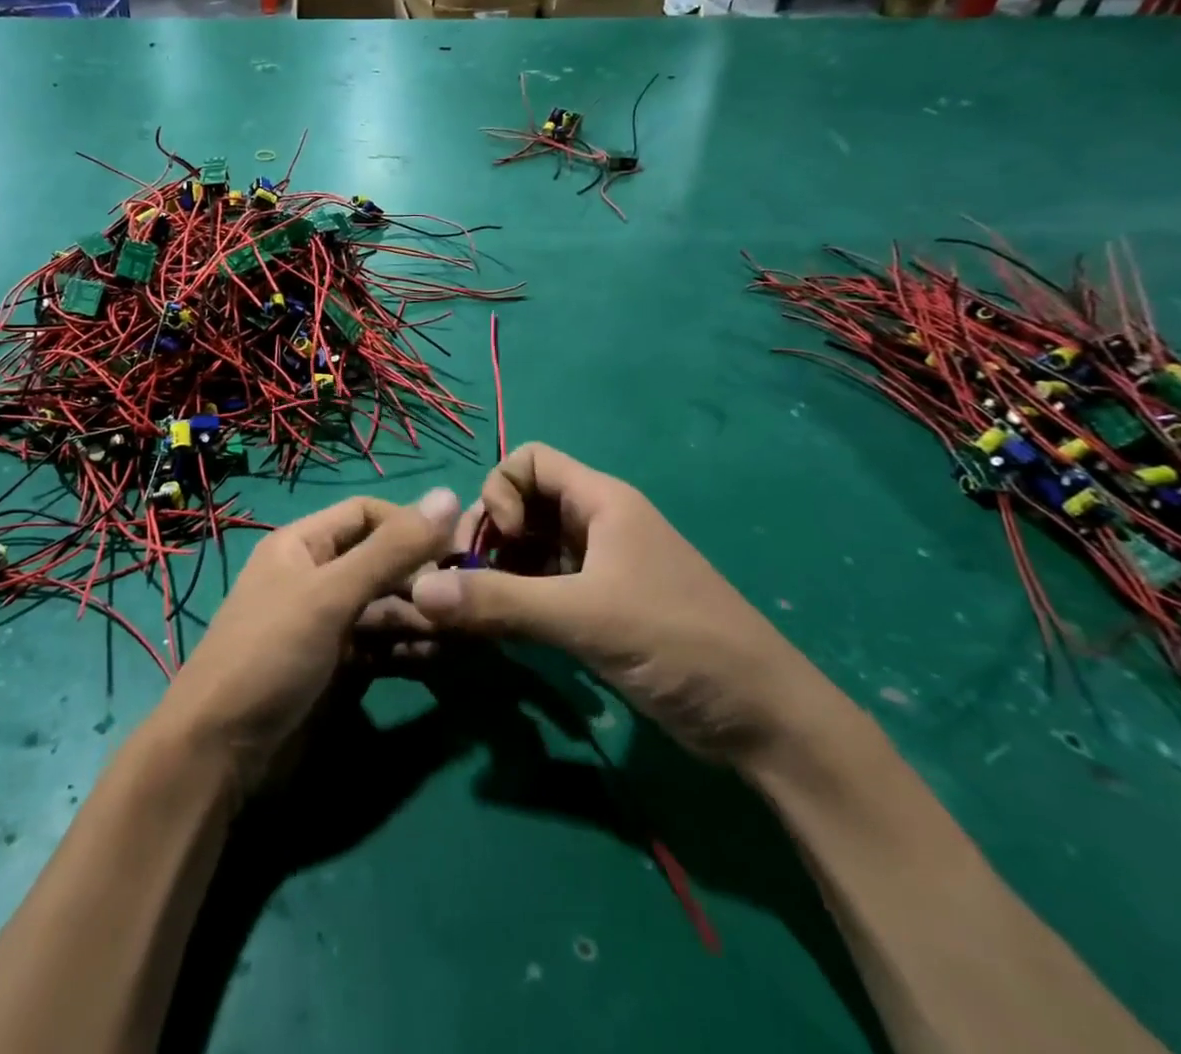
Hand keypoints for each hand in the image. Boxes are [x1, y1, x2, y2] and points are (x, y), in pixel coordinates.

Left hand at [160, 488, 458, 794]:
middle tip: (470, 598)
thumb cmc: (270, 654)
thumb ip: (391, 550)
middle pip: (380, 563)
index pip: (366, 514)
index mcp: (302, 545)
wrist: (218, 754)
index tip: (457, 547)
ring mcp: (326, 626)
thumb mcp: (330, 595)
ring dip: (422, 616)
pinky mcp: (336, 669)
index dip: (410, 525)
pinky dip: (409, 649)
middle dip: (422, 577)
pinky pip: (382, 647)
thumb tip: (449, 495)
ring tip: (466, 632)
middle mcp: (316, 578)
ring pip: (385, 608)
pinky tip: (441, 656)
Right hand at [408, 444, 823, 766]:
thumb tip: (416, 590)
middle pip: (522, 504)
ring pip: (530, 549)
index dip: (501, 492)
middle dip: (489, 537)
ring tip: (480, 615)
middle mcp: (597, 524)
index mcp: (601, 502)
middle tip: (470, 586)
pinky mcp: (602, 607)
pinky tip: (505, 632)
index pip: (528, 461)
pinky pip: (544, 586)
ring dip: (498, 573)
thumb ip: (499, 601)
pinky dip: (518, 600)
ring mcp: (600, 567)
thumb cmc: (678, 642)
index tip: (500, 544)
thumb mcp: (583, 618)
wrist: (764, 720)